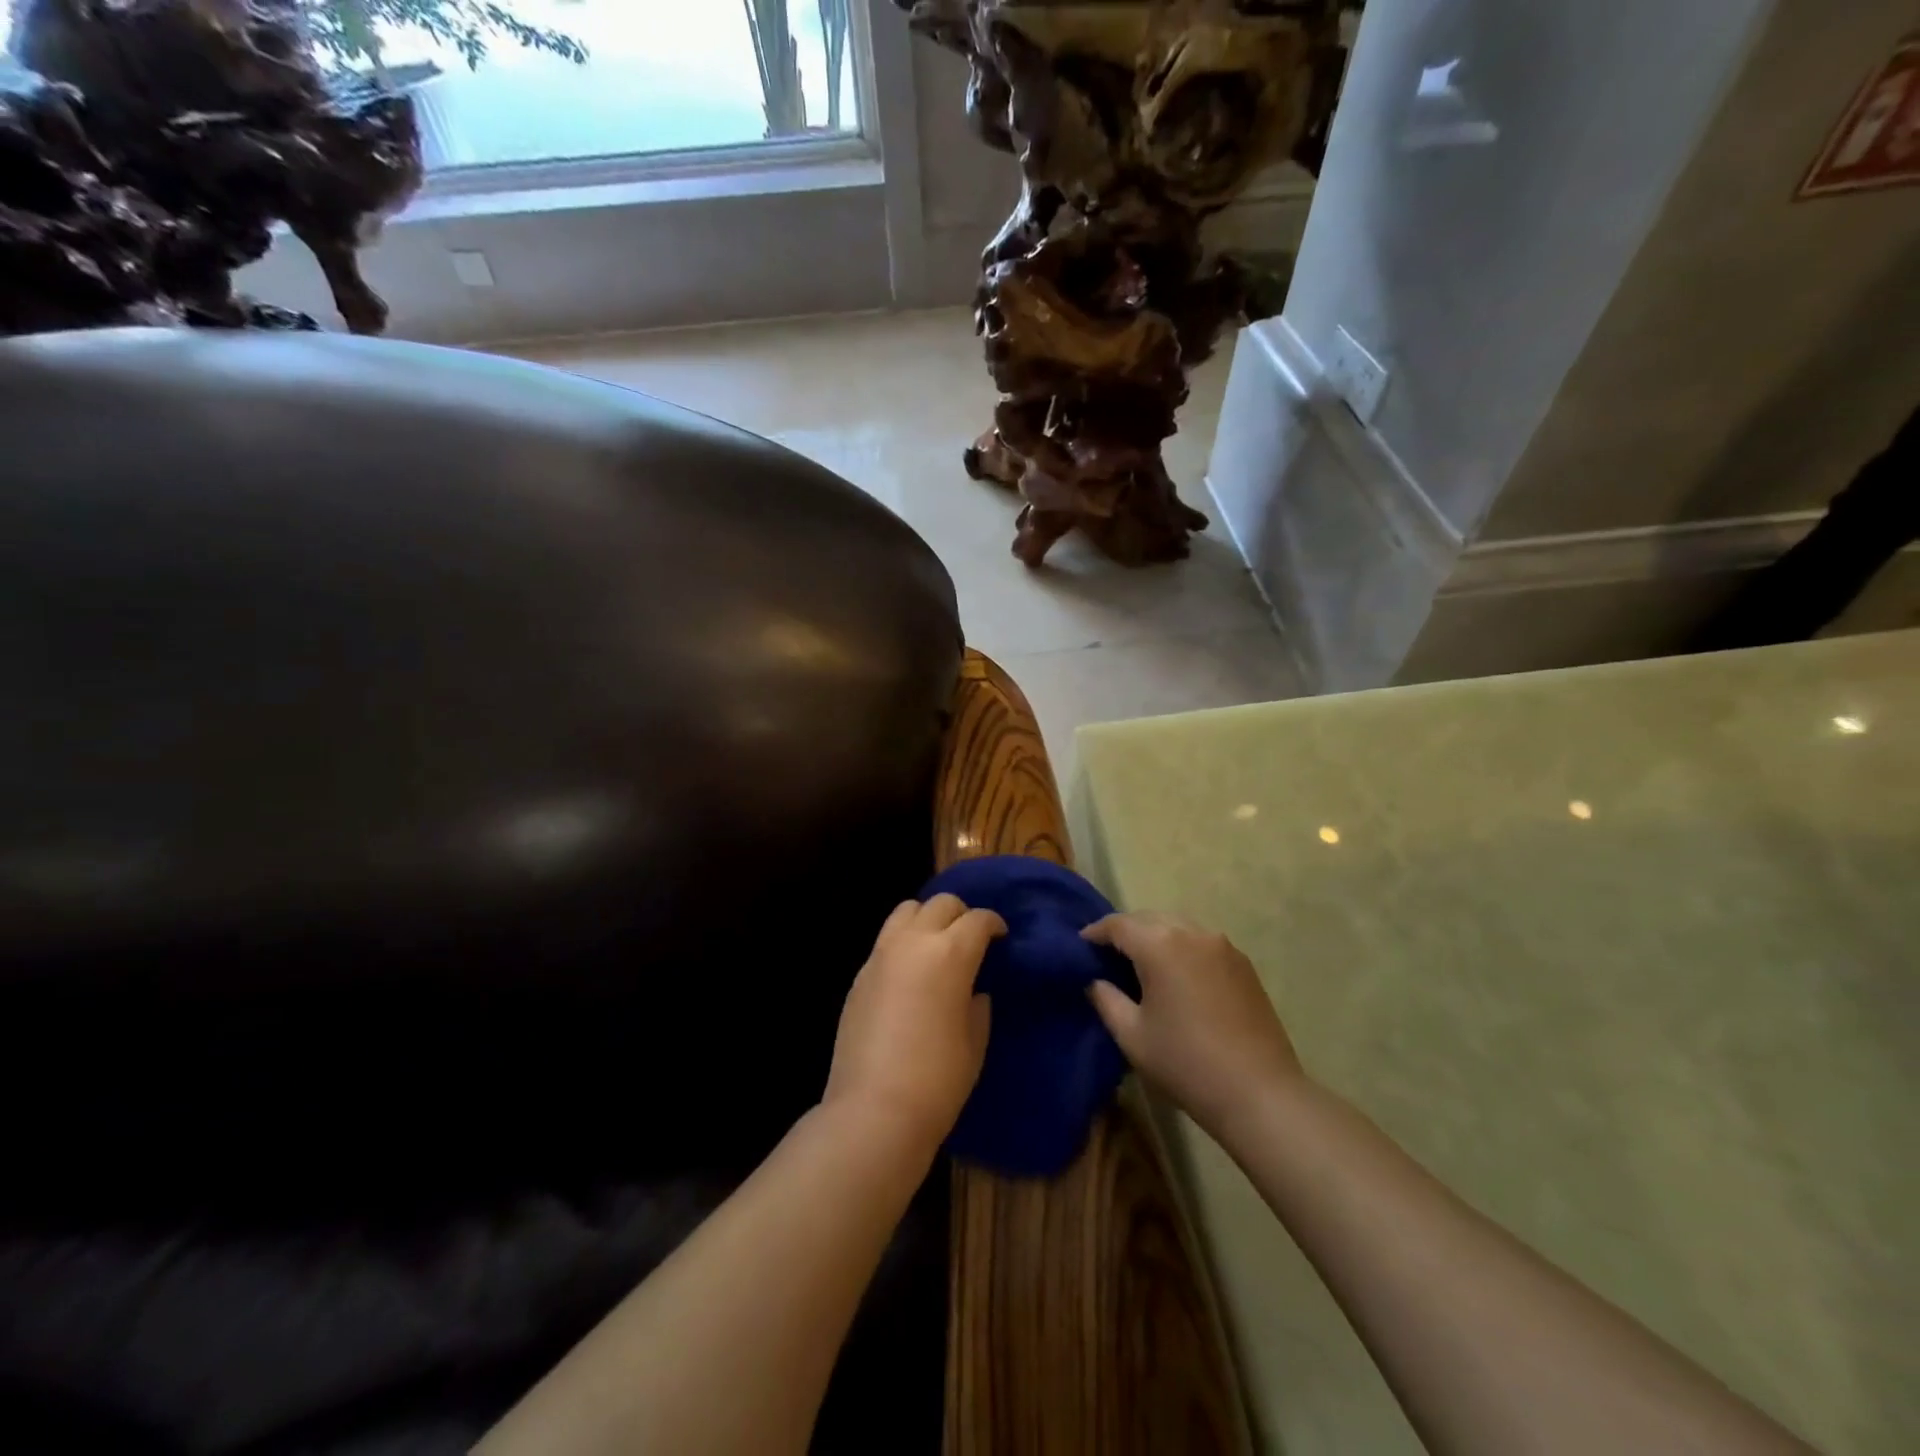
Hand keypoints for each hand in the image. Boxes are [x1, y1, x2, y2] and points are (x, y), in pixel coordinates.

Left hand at [824, 894, 1005, 1149]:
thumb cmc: (938, 1079)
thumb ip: (977, 1006)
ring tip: (937, 945)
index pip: (978, 919)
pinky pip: (886, 940)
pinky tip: (910, 973)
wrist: (873, 1111)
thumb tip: (973, 992)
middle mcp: (914, 941)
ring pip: (907, 910)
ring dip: (927, 918)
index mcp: (951, 953)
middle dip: (961, 914)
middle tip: (971, 939)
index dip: (994, 924)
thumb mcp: (974, 1042)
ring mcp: (881, 954)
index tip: (1001, 937)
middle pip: (941, 904)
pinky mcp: (860, 974)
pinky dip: (903, 942)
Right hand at [1083, 911, 1304, 1139]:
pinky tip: (1177, 975)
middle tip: (1108, 955)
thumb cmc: (1186, 1063)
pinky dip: (1181, 947)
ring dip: (1155, 936)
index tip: (1081, 945)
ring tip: (1141, 963)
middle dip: (1125, 931)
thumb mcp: (1132, 1036)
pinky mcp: (1243, 963)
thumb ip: (1106, 999)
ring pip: (1177, 926)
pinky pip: (1201, 942)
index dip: (1095, 932)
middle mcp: (1192, 933)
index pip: (1118, 925)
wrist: (1259, 1093)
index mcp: (1160, 945)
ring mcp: (1222, 946)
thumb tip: (1095, 980)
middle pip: (1148, 919)